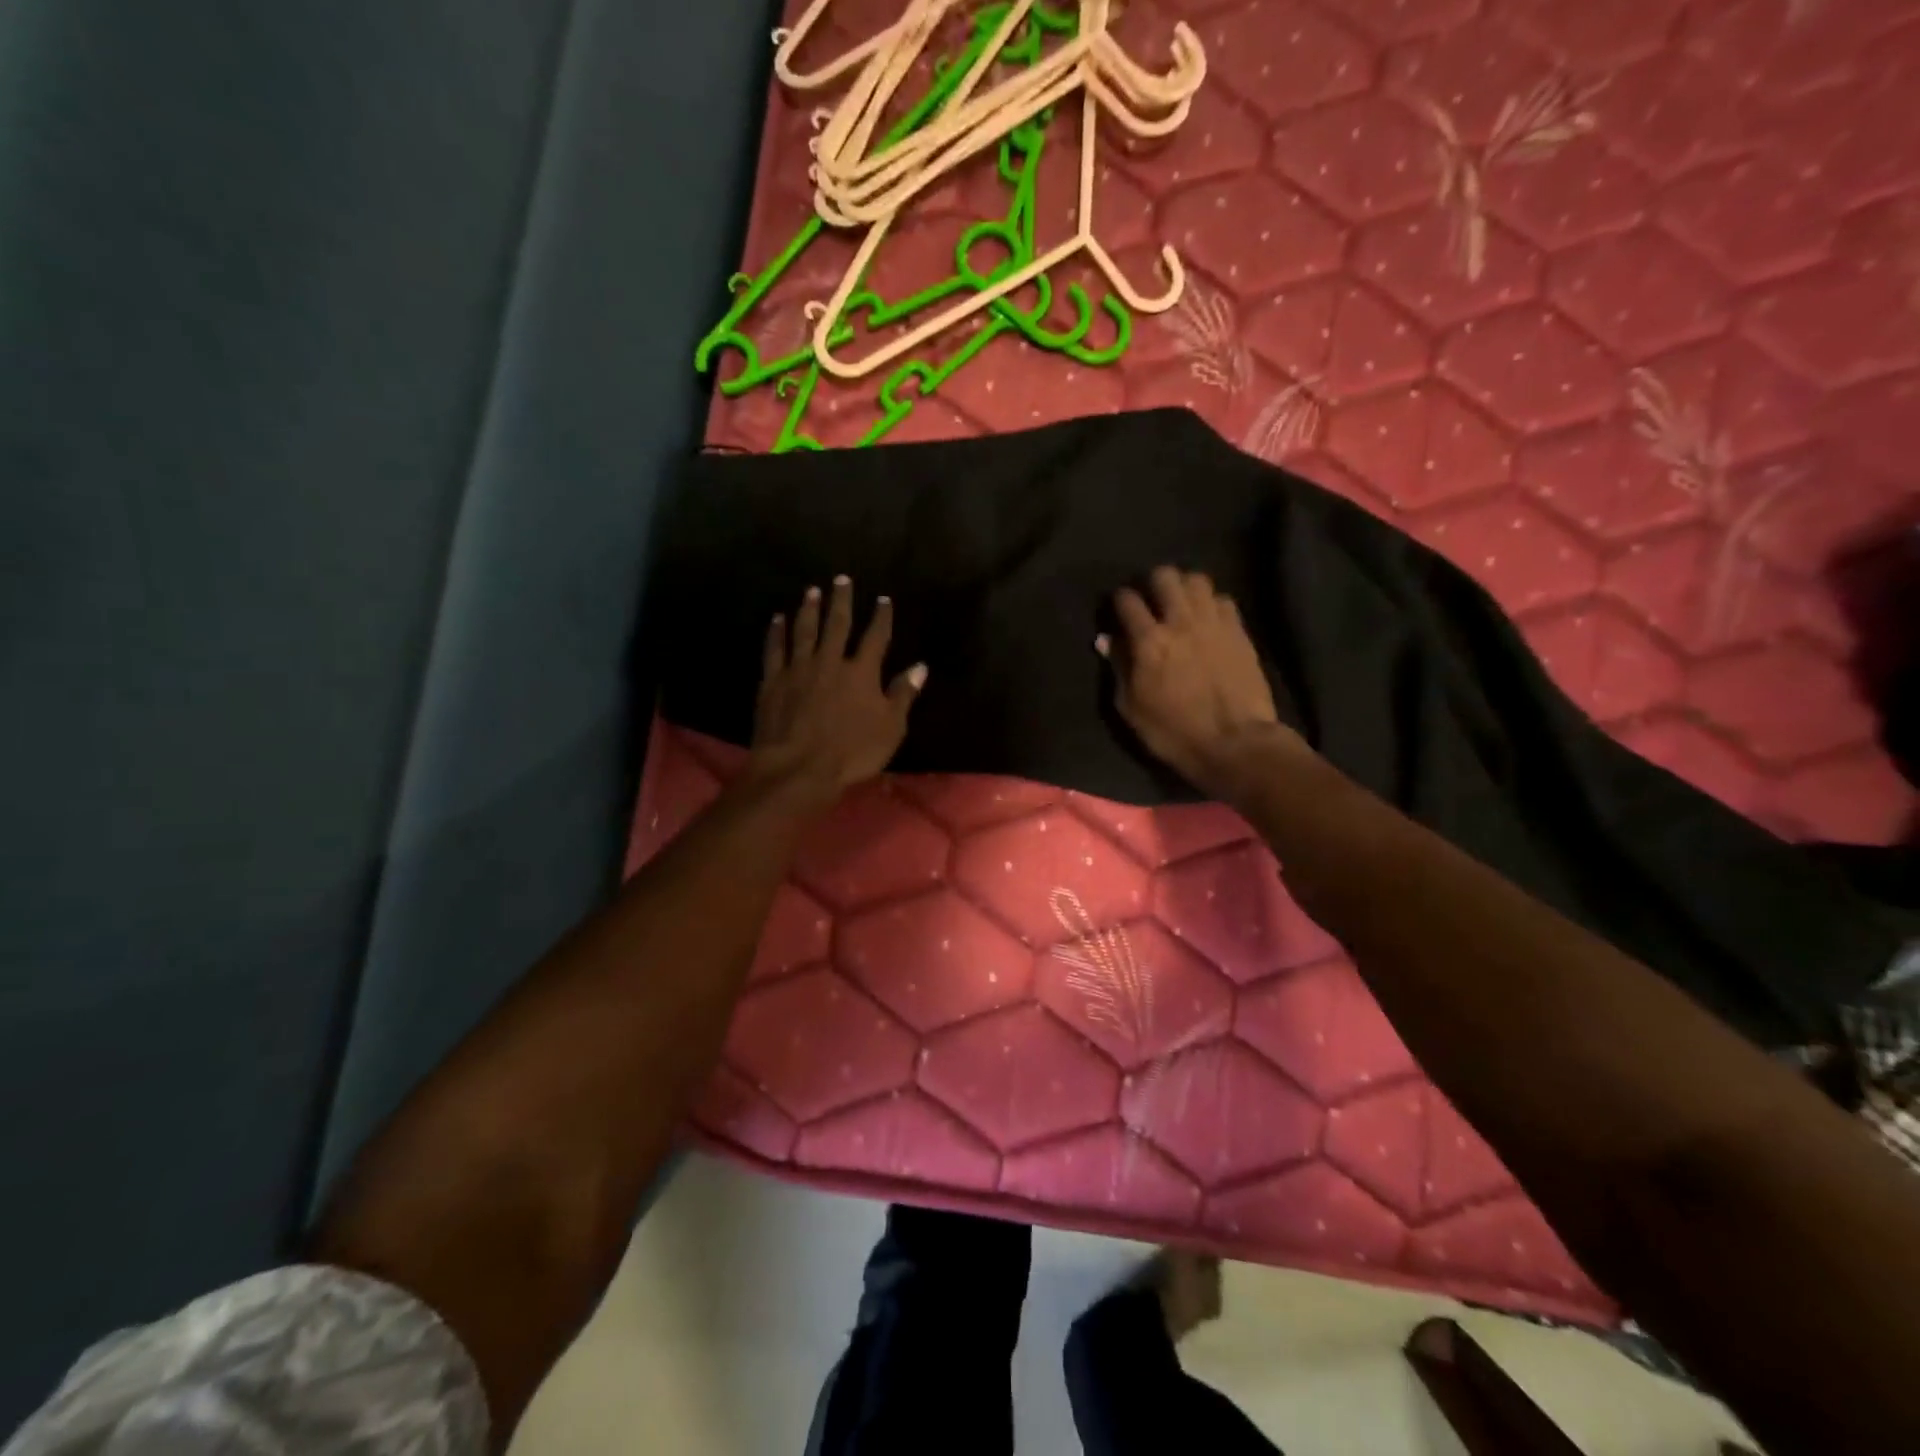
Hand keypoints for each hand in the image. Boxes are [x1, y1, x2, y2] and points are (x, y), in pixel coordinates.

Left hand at [749, 576, 926, 811]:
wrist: (798, 768)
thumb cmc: (852, 752)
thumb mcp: (890, 728)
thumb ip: (903, 694)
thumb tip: (920, 667)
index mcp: (862, 672)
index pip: (876, 637)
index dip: (881, 617)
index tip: (883, 600)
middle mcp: (830, 661)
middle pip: (837, 623)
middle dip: (841, 600)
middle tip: (841, 579)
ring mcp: (798, 668)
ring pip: (805, 630)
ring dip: (809, 609)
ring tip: (812, 591)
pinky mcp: (773, 681)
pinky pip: (775, 649)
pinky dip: (777, 632)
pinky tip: (778, 619)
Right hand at [1097, 566, 1305, 795]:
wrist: (1235, 743)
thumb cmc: (1174, 732)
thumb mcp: (1132, 708)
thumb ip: (1118, 668)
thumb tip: (1107, 640)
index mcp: (1149, 641)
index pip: (1127, 600)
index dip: (1118, 601)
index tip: (1118, 612)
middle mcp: (1181, 621)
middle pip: (1164, 576)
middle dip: (1153, 583)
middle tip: (1151, 602)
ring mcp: (1214, 622)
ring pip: (1196, 580)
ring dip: (1184, 587)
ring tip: (1180, 605)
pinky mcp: (1239, 631)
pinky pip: (1223, 599)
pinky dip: (1211, 604)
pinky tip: (1207, 620)